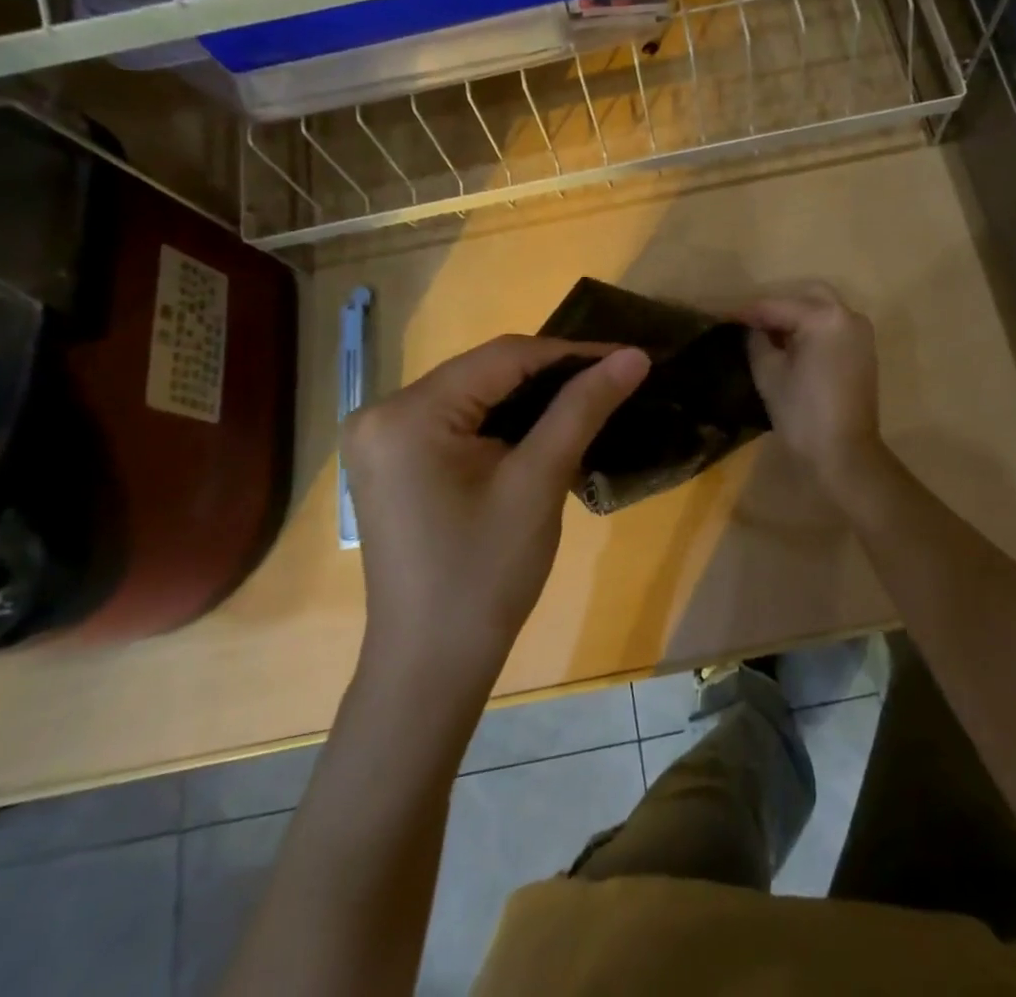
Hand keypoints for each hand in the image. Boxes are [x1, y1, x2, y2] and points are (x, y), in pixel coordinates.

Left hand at [340, 336, 649, 685]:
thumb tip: (634, 356)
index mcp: (407, 413)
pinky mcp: (391, 459)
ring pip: (472, 393)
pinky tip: (542, 425)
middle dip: (551, 374)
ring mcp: (380, 437)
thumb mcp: (539, 482)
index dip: (570, 352)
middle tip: (612, 378)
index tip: (627, 356)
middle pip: (483, 372)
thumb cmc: (485, 575)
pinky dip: (501, 419)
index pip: (502, 357)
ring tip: (588, 395)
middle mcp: (381, 412)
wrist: (431, 664)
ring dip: (529, 395)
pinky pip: (456, 420)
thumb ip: (583, 409)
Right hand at [737, 284, 885, 489]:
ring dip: (796, 317)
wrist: (844, 454)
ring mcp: (861, 333)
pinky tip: (791, 345)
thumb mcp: (769, 373)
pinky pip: (834, 327)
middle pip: (806, 297)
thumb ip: (757, 340)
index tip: (724, 316)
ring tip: (768, 334)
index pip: (778, 306)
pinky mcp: (865, 351)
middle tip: (750, 324)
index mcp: (824, 317)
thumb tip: (753, 328)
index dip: (748, 312)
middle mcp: (848, 316)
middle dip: (777, 308)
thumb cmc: (802, 413)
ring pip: (822, 310)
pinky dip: (813, 329)